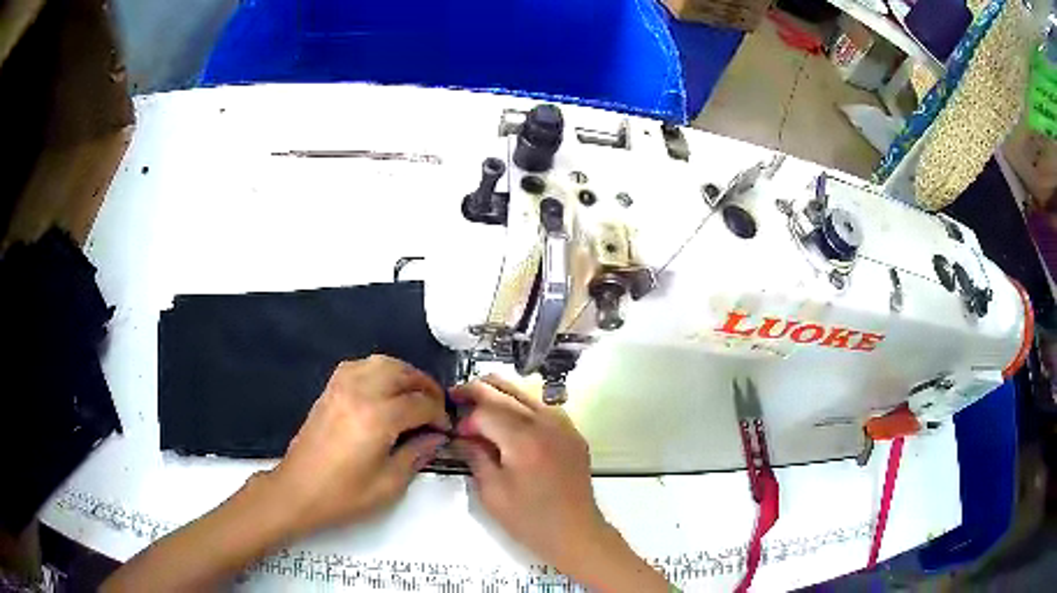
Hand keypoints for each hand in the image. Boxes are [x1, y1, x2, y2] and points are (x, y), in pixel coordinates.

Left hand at [264, 355, 450, 537]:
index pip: (420, 403)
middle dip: (425, 386)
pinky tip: (383, 388)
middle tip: (436, 407)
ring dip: (403, 374)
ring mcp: (340, 388)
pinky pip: (358, 366)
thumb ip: (416, 455)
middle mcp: (360, 393)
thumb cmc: (344, 495)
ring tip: (414, 394)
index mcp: (377, 418)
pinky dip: (377, 370)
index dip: (439, 415)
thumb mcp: (389, 484)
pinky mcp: (328, 390)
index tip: (445, 429)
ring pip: (380, 362)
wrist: (298, 491)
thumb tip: (436, 437)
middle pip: (402, 373)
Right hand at [451, 376, 607, 566]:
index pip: (485, 411)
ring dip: (500, 392)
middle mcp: (545, 422)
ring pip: (526, 393)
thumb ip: (475, 456)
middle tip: (456, 394)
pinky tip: (511, 415)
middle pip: (506, 392)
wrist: (575, 532)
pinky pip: (544, 407)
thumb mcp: (492, 492)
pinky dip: (523, 403)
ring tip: (478, 398)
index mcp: (523, 438)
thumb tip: (461, 435)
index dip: (465, 419)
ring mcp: (564, 425)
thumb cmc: (529, 519)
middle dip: (478, 390)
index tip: (454, 432)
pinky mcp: (573, 433)